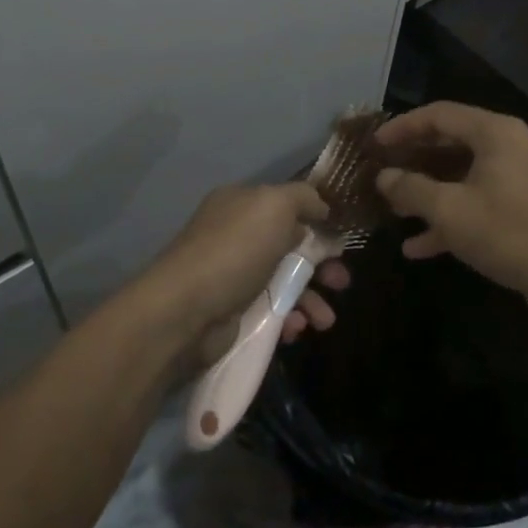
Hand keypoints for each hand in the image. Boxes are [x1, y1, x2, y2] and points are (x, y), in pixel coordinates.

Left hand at [132, 183, 348, 360]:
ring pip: (284, 282)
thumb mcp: (274, 205)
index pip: (286, 205)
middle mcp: (236, 235)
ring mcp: (233, 275)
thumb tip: (322, 206)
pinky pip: (270, 312)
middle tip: (342, 282)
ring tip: (325, 320)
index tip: (342, 240)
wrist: (185, 311)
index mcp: (241, 204)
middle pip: (290, 246)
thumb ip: (303, 198)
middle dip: (321, 265)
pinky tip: (297, 330)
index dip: (317, 220)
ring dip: (311, 299)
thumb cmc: (234, 250)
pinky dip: (289, 319)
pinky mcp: (232, 312)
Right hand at [373, 102, 527, 316]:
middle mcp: (510, 146)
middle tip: (382, 171)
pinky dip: (451, 216)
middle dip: (414, 160)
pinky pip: (479, 200)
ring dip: (428, 191)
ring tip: (394, 209)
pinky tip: (419, 245)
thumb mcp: (449, 211)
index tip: (375, 144)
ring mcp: (520, 178)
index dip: (402, 127)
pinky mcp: (524, 207)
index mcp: (496, 133)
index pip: (439, 114)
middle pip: (451, 142)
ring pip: (463, 174)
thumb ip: (411, 189)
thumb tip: (383, 177)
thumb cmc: (508, 233)